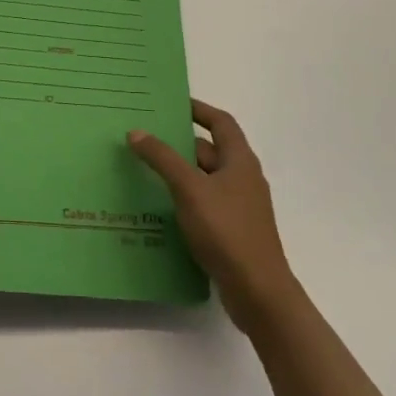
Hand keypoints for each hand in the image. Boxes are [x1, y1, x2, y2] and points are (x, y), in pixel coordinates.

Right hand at [128, 100, 299, 335]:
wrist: (258, 291)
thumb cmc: (227, 231)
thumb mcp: (190, 189)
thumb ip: (163, 159)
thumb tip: (137, 131)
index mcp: (240, 161)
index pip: (221, 123)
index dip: (199, 110)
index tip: (172, 103)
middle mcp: (243, 178)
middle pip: (210, 151)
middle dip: (179, 143)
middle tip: (145, 137)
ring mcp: (239, 206)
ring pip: (204, 179)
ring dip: (179, 173)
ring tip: (144, 169)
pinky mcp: (231, 231)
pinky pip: (204, 204)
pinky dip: (184, 198)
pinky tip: (159, 206)